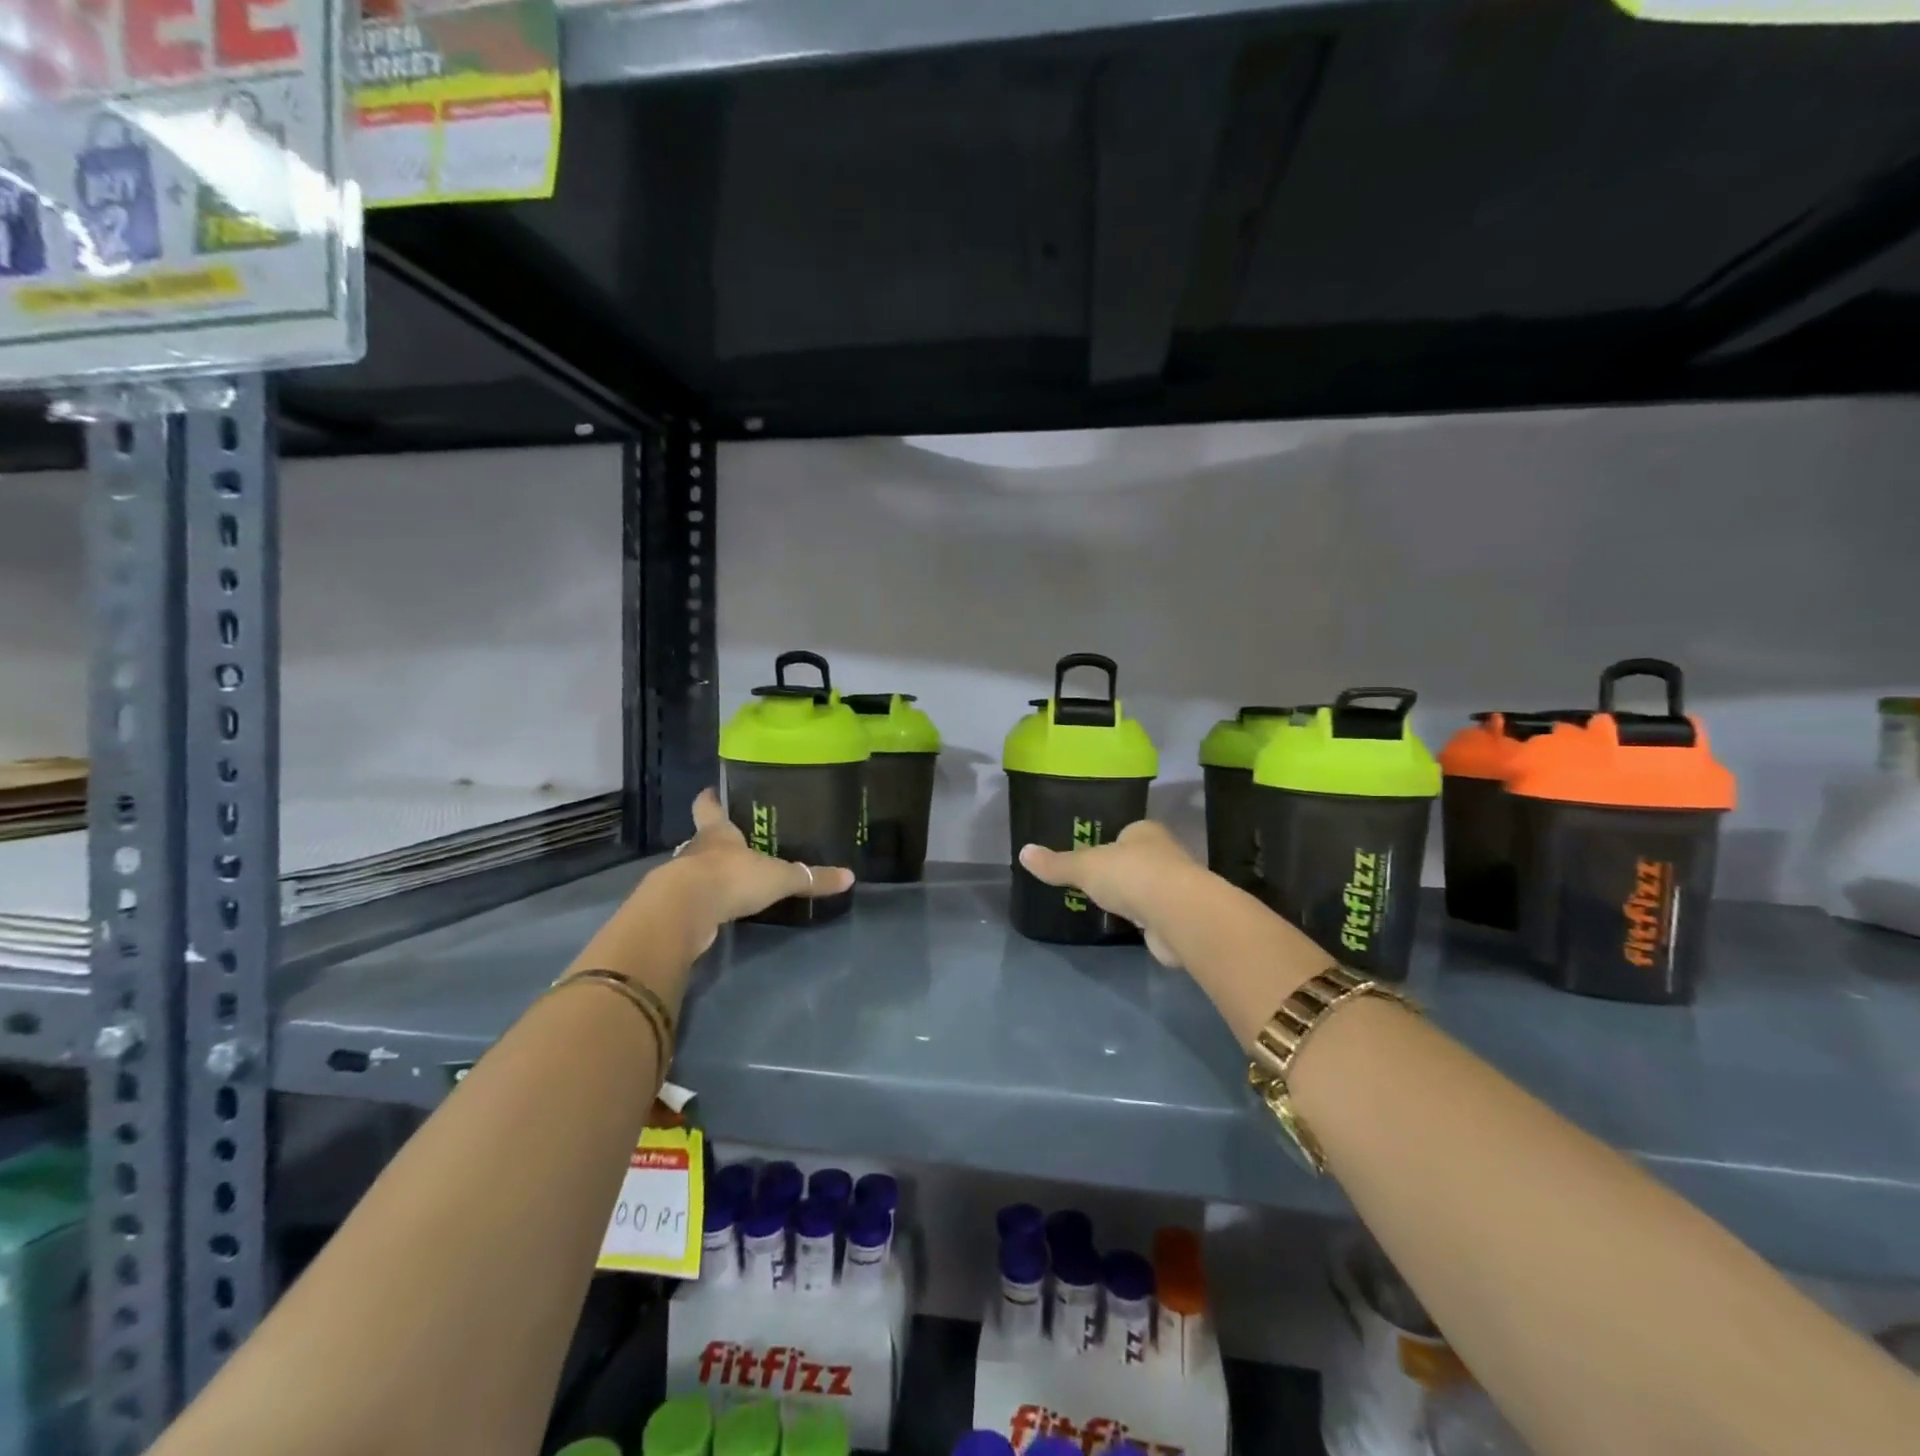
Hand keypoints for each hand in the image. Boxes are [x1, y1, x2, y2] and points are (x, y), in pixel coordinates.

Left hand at [649, 789, 855, 953]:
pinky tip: (720, 907)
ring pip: (695, 867)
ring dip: (708, 872)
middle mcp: (697, 849)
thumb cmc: (732, 877)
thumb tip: (850, 877)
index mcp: (718, 832)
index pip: (708, 807)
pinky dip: (705, 900)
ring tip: (730, 877)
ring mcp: (682, 878)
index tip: (711, 791)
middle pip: (702, 837)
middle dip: (715, 839)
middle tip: (734, 841)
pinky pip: (694, 898)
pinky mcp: (677, 906)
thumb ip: (810, 878)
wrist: (685, 912)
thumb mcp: (779, 877)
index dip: (710, 799)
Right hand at [1018, 820, 1207, 967]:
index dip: (1110, 842)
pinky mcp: (1180, 918)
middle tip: (1096, 883)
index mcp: (1145, 832)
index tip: (1092, 857)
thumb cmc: (1131, 876)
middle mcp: (1166, 854)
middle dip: (1121, 871)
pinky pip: (1155, 915)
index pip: (1126, 832)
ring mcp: (1176, 887)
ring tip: (1109, 906)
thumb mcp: (1084, 867)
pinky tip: (1130, 926)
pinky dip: (1144, 920)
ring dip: (1134, 897)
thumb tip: (1023, 852)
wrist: (1178, 915)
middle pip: (1138, 859)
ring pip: (1148, 888)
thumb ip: (1056, 864)